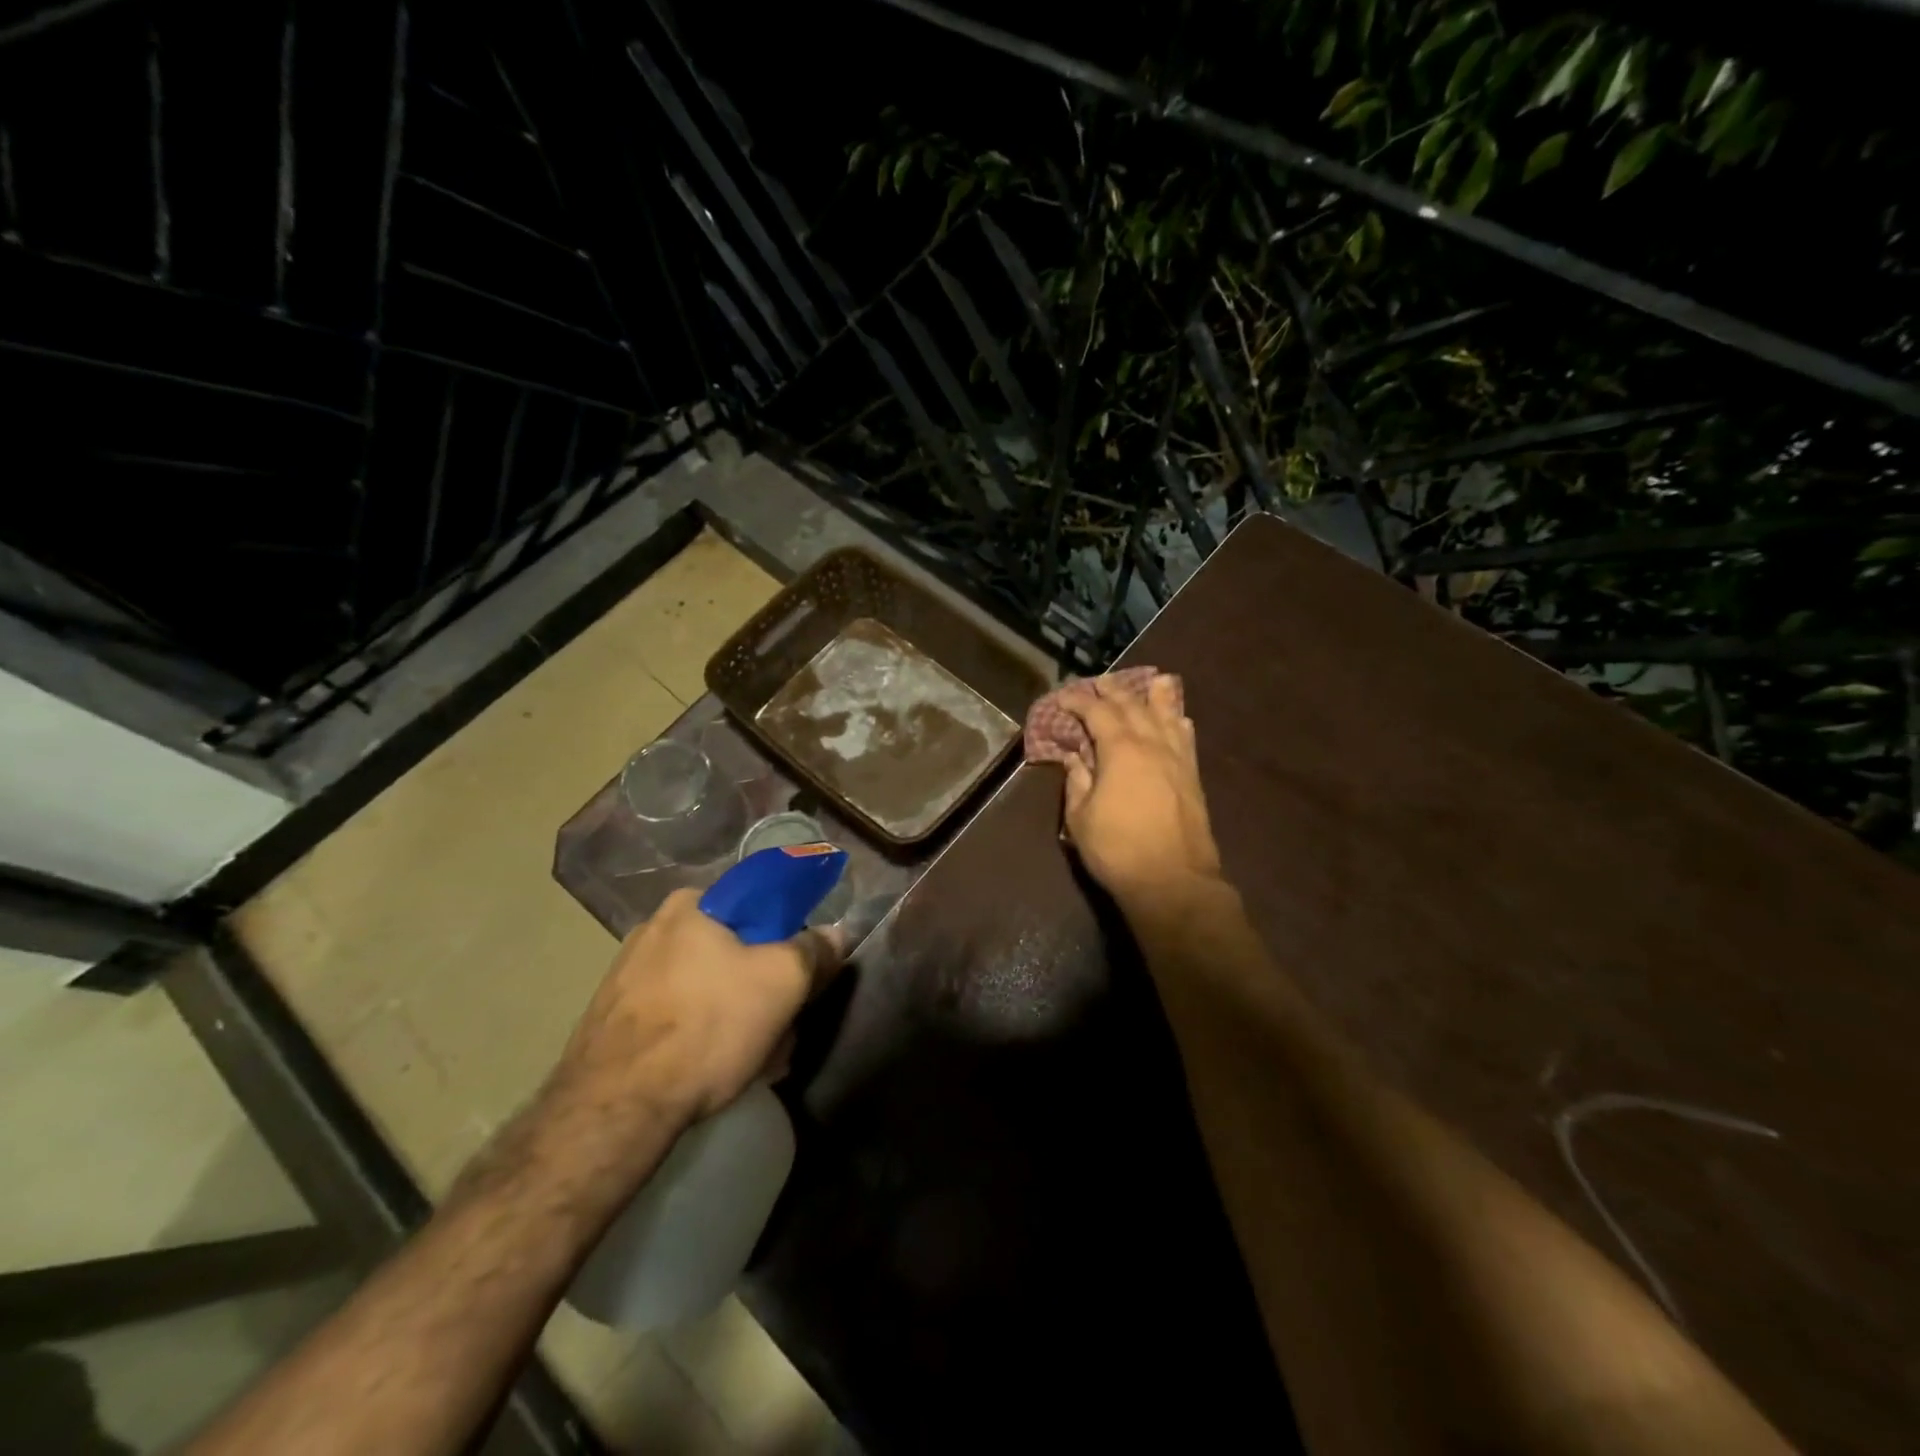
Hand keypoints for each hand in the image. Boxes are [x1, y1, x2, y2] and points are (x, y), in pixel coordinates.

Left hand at [552, 889, 841, 1128]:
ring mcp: (626, 975)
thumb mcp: (784, 982)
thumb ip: (815, 950)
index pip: (757, 904)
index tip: (798, 973)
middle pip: (732, 950)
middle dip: (761, 987)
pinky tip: (714, 1069)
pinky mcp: (612, 1019)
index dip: (787, 937)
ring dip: (736, 1015)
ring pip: (706, 986)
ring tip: (754, 1059)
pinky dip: (700, 1035)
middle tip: (781, 1026)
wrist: (616, 1107)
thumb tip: (834, 934)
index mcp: (691, 904)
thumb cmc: (708, 1026)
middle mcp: (653, 929)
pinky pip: (675, 1015)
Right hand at [1062, 672, 1223, 909]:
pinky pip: (1186, 737)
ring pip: (1167, 715)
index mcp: (1120, 749)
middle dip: (1113, 691)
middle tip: (1099, 682)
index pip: (1097, 712)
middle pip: (1133, 706)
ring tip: (1149, 681)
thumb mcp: (1081, 817)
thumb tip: (1074, 758)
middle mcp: (1152, 744)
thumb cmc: (1117, 849)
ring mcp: (1177, 758)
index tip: (1063, 697)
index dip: (1078, 701)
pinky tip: (1178, 718)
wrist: (1172, 880)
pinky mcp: (1192, 776)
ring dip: (1154, 696)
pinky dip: (1178, 721)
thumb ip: (1077, 781)